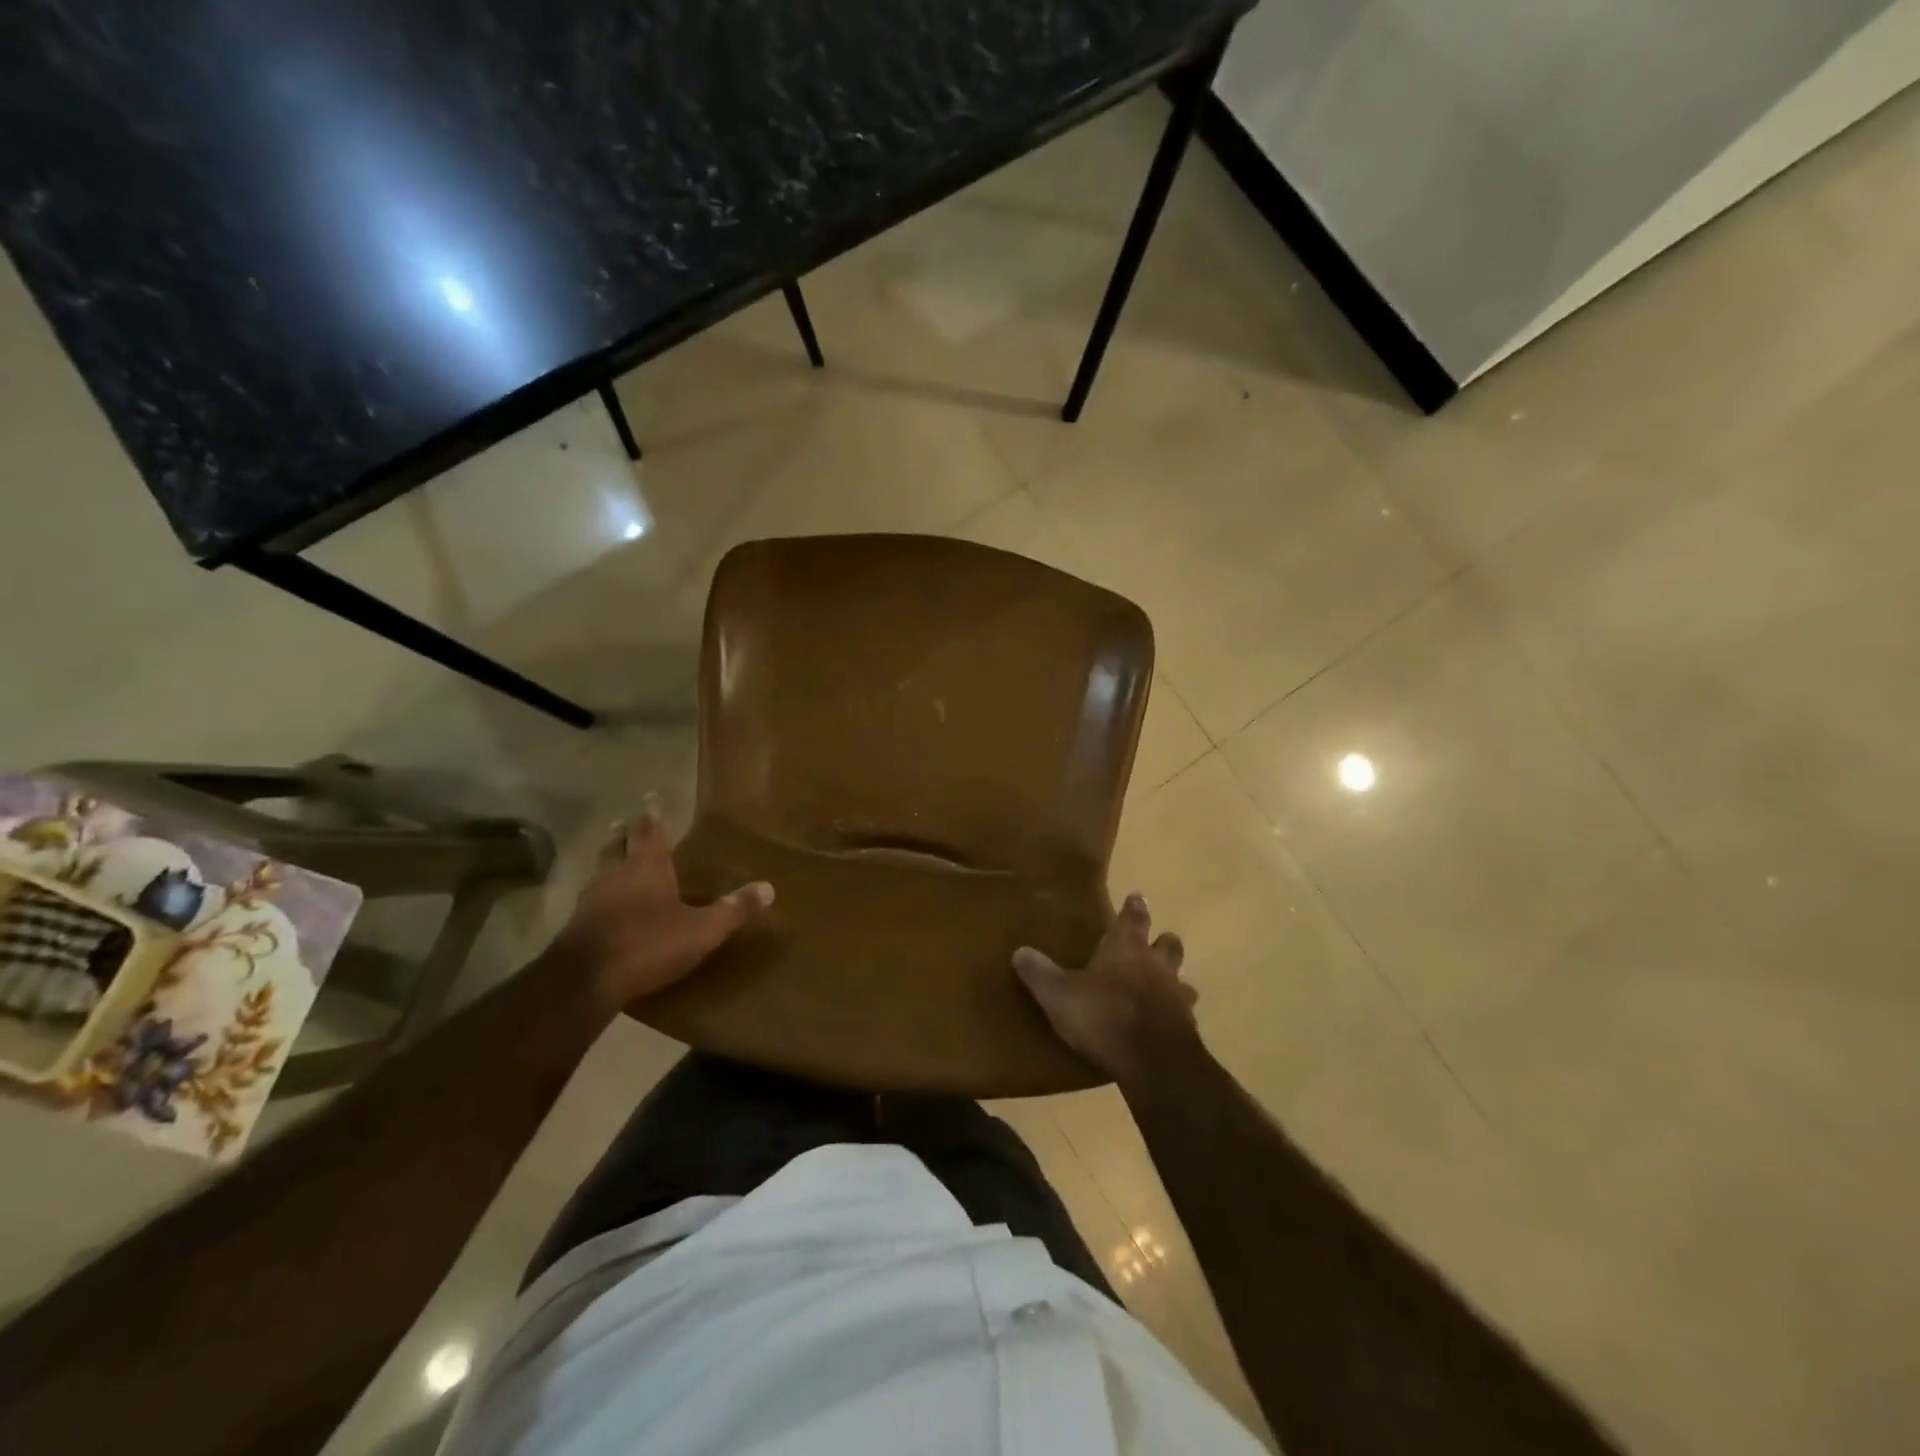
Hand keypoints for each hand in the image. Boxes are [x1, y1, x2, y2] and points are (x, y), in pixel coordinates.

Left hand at [549, 801, 772, 1014]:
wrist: (584, 982)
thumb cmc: (647, 944)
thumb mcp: (701, 930)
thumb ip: (733, 909)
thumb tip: (769, 888)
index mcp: (647, 866)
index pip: (650, 830)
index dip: (652, 813)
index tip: (650, 796)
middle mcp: (616, 874)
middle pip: (618, 845)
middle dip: (624, 833)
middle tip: (624, 823)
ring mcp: (591, 899)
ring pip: (600, 869)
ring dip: (608, 860)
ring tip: (613, 856)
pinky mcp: (576, 926)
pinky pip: (589, 898)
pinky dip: (598, 892)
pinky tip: (603, 903)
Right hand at [1012, 893, 1199, 1085]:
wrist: (1153, 1061)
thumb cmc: (1103, 1015)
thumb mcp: (1058, 994)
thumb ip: (1040, 973)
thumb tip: (1020, 952)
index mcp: (1126, 947)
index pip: (1134, 917)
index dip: (1134, 907)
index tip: (1137, 897)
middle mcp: (1156, 965)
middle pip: (1168, 944)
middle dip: (1161, 942)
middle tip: (1152, 945)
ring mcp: (1176, 996)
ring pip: (1182, 979)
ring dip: (1173, 982)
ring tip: (1159, 990)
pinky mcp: (1187, 1028)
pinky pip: (1183, 1014)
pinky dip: (1174, 1015)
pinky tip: (1161, 1026)